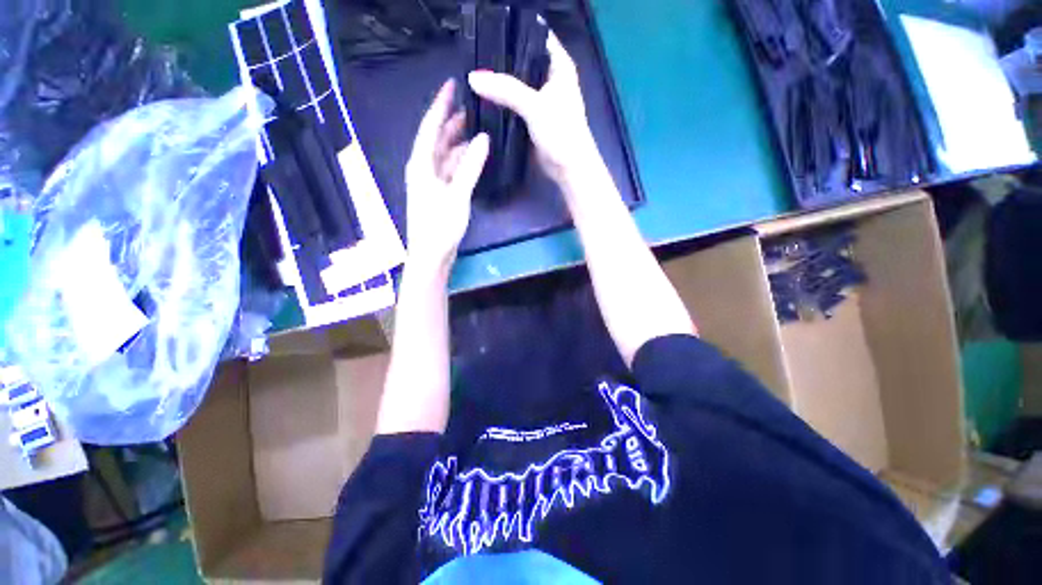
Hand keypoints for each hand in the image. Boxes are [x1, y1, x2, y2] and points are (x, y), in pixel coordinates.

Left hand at [405, 79, 489, 270]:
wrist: (431, 256)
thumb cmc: (440, 227)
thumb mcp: (457, 196)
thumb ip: (470, 167)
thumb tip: (483, 139)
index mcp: (421, 165)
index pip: (430, 127)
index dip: (441, 105)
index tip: (452, 85)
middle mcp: (423, 169)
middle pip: (437, 140)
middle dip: (451, 122)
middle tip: (471, 107)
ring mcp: (431, 183)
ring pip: (445, 155)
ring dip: (459, 143)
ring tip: (476, 129)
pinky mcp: (439, 195)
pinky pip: (450, 171)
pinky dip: (461, 162)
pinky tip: (473, 158)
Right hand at [467, 29, 597, 184]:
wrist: (568, 168)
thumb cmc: (561, 132)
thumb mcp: (535, 106)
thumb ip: (506, 90)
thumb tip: (473, 78)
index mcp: (558, 65)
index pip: (535, 35)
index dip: (513, 32)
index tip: (486, 32)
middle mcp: (548, 78)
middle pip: (521, 60)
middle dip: (500, 60)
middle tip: (473, 58)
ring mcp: (539, 99)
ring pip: (515, 84)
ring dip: (498, 84)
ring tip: (473, 77)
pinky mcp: (531, 118)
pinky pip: (512, 104)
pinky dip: (500, 102)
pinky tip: (482, 98)